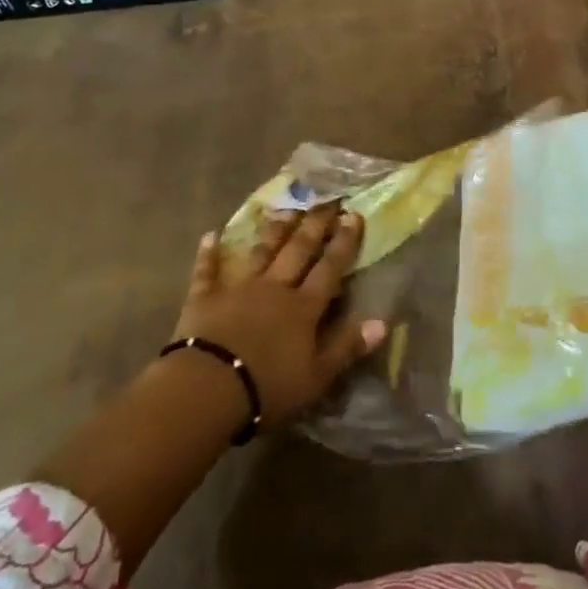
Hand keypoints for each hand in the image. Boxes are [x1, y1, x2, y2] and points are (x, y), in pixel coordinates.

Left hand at [174, 200, 387, 429]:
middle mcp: (274, 288)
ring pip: (261, 253)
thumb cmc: (268, 388)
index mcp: (303, 308)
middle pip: (298, 251)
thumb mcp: (317, 377)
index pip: (329, 269)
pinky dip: (209, 253)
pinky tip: (210, 235)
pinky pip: (208, 271)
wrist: (208, 388)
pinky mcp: (205, 298)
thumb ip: (347, 347)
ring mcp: (239, 289)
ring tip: (286, 208)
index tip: (353, 215)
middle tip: (326, 200)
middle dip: (314, 225)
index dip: (343, 243)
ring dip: (274, 230)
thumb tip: (383, 322)